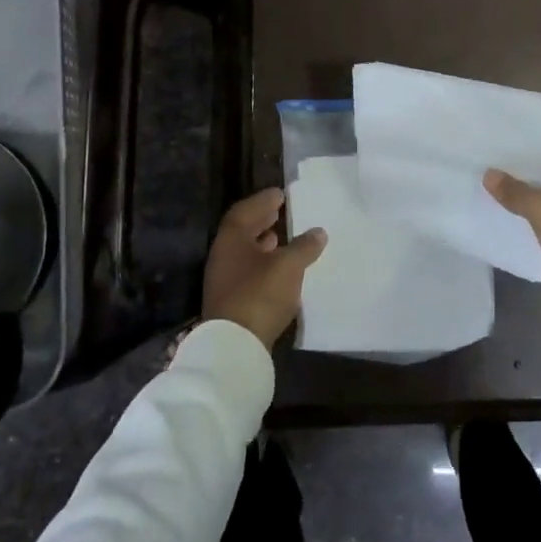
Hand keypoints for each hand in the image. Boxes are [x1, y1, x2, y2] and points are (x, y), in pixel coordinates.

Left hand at [201, 188, 326, 346]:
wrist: (235, 346)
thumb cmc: (260, 294)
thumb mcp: (288, 266)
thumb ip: (304, 246)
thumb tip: (318, 232)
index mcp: (231, 240)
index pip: (244, 211)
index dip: (262, 201)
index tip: (280, 194)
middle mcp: (222, 257)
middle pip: (242, 231)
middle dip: (261, 220)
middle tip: (280, 210)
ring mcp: (224, 281)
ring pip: (244, 253)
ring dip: (261, 243)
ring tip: (281, 237)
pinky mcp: (231, 302)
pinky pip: (248, 272)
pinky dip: (263, 263)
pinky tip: (278, 268)